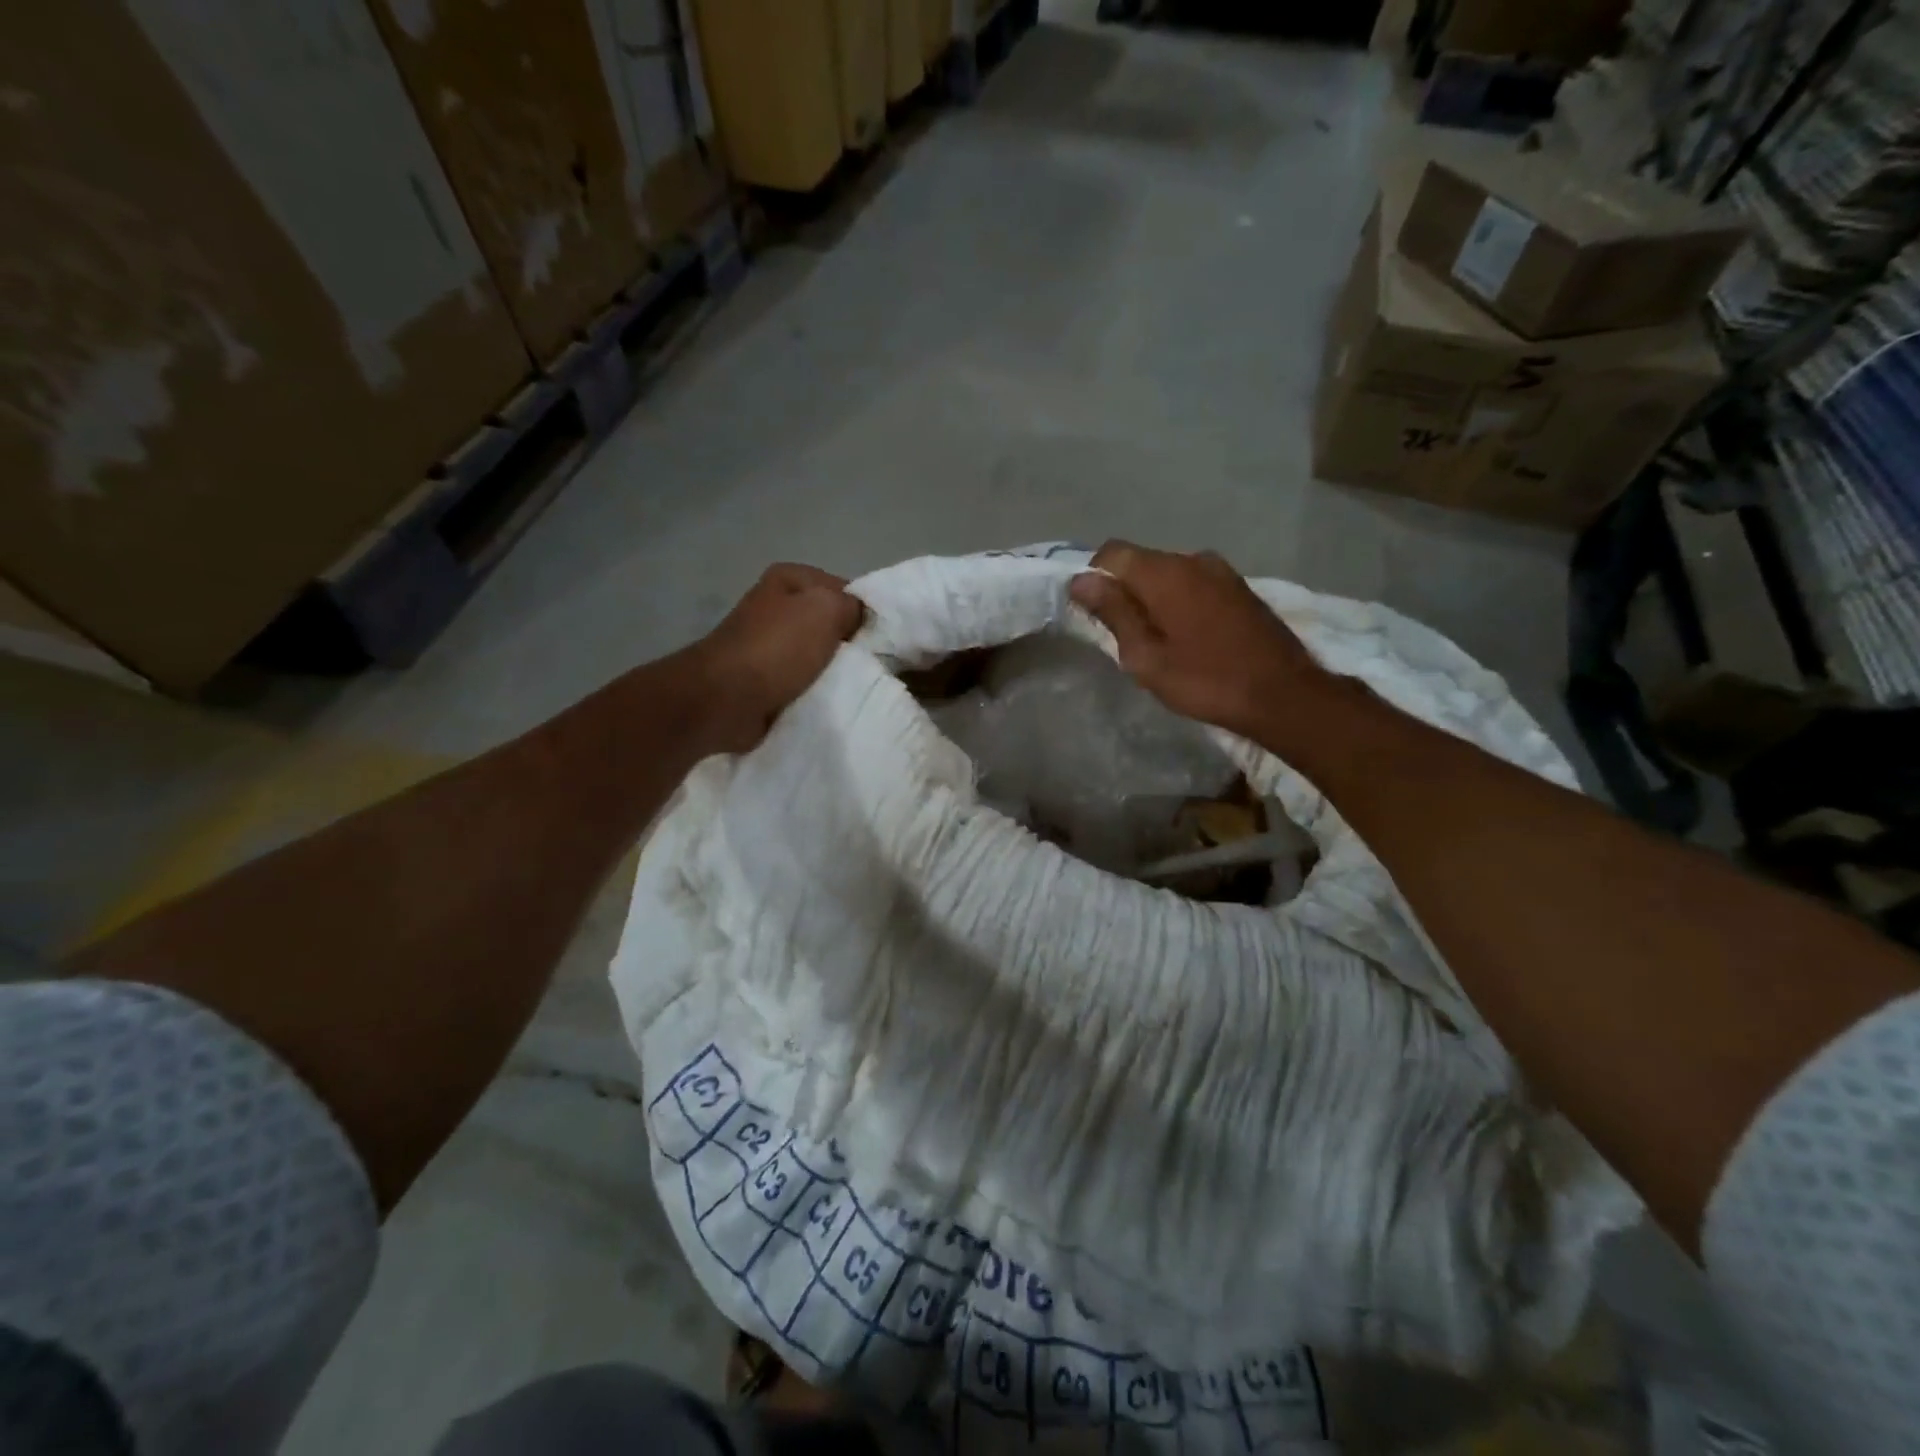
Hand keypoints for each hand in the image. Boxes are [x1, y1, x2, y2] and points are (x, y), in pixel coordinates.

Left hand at [693, 563, 864, 752]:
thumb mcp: (826, 610)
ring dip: (833, 670)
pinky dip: (814, 689)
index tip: (880, 640)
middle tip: (871, 664)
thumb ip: (852, 605)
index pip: (843, 590)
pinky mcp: (763, 677)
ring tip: (852, 684)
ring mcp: (768, 643)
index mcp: (789, 578)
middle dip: (850, 644)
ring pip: (818, 654)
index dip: (864, 613)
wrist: (726, 699)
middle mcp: (776, 605)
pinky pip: (802, 680)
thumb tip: (860, 617)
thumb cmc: (777, 648)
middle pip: (830, 623)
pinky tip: (829, 699)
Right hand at [1070, 541, 1329, 741]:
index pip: (1112, 553)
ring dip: (1154, 598)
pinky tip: (1188, 637)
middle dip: (1124, 591)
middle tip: (1124, 637)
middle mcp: (1193, 559)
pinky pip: (1194, 584)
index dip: (1093, 578)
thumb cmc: (1206, 681)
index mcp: (1165, 573)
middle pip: (1141, 562)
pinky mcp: (1240, 587)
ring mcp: (1221, 571)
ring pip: (1169, 574)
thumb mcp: (1146, 656)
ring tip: (1158, 641)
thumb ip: (1113, 613)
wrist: (1284, 695)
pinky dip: (1179, 602)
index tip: (1094, 614)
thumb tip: (1081, 580)